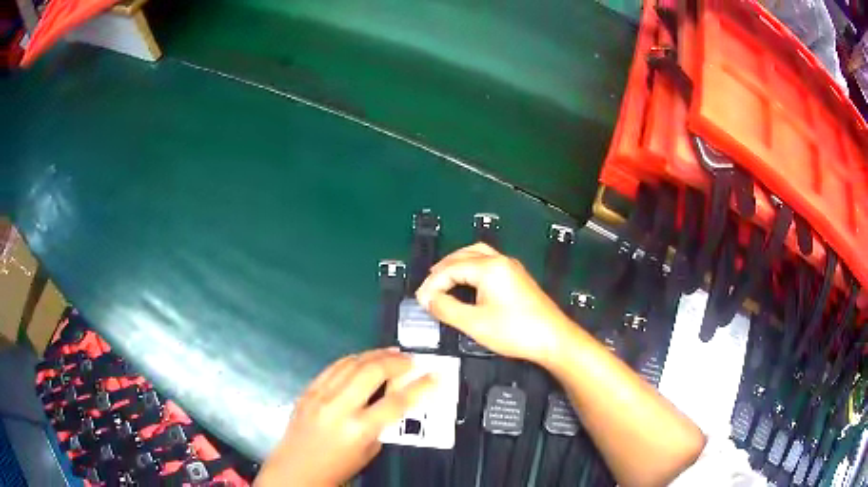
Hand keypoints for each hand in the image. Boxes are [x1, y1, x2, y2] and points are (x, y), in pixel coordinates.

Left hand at [255, 348, 433, 486]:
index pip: (396, 401)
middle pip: (372, 372)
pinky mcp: (308, 390)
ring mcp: (320, 396)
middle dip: (396, 361)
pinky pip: (333, 367)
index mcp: (358, 429)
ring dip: (375, 354)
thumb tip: (394, 398)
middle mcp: (338, 407)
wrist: (296, 469)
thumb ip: (382, 425)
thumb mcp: (368, 451)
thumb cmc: (336, 468)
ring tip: (391, 352)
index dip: (420, 386)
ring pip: (351, 363)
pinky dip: (352, 359)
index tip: (434, 375)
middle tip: (410, 360)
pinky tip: (362, 359)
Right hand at [416, 243, 570, 364]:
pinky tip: (466, 283)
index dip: (432, 284)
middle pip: (463, 255)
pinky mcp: (517, 277)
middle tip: (428, 288)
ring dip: (457, 264)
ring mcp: (511, 267)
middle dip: (442, 269)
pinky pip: (488, 262)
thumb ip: (447, 308)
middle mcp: (500, 261)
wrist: (554, 339)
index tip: (420, 302)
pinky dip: (471, 268)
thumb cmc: (514, 331)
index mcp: (489, 268)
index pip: (451, 268)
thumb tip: (427, 298)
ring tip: (442, 280)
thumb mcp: (474, 324)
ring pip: (477, 255)